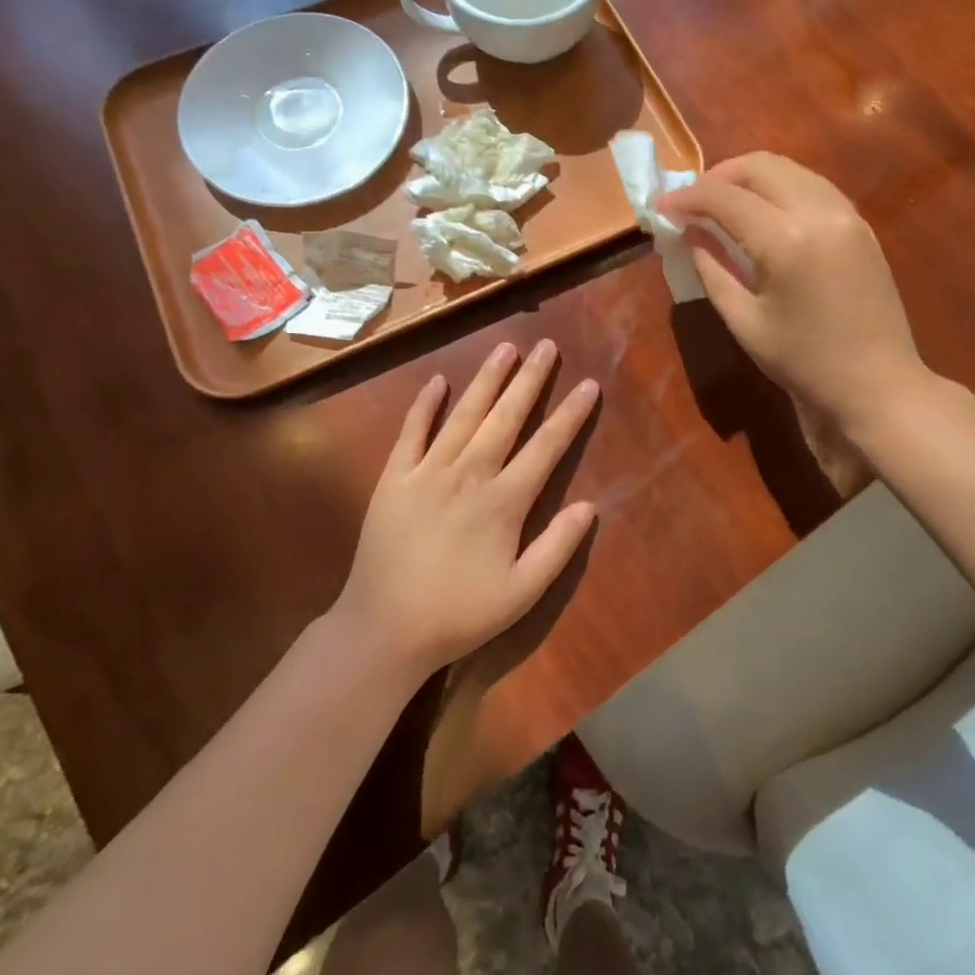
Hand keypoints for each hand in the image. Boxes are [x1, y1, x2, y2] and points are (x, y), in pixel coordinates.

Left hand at [338, 339, 599, 678]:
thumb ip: (557, 548)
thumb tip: (589, 505)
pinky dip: (425, 404)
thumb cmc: (459, 614)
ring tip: (506, 348)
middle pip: (506, 417)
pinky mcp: (394, 477)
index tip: (589, 384)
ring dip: (487, 379)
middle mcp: (469, 474)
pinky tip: (438, 380)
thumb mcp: (521, 593)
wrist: (384, 628)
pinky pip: (412, 431)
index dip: (570, 414)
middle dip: (530, 380)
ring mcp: (428, 471)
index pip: (546, 447)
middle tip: (547, 346)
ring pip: (464, 415)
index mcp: (504, 501)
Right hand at [659, 152, 929, 429]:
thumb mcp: (744, 321)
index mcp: (787, 240)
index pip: (725, 197)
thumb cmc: (804, 363)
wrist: (878, 385)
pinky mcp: (860, 224)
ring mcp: (846, 214)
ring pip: (789, 169)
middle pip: (760, 166)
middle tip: (692, 203)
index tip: (661, 208)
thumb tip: (689, 234)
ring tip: (722, 204)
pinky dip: (779, 188)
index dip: (687, 197)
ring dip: (749, 177)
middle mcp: (820, 212)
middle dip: (718, 176)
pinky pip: (812, 186)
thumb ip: (711, 269)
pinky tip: (762, 213)